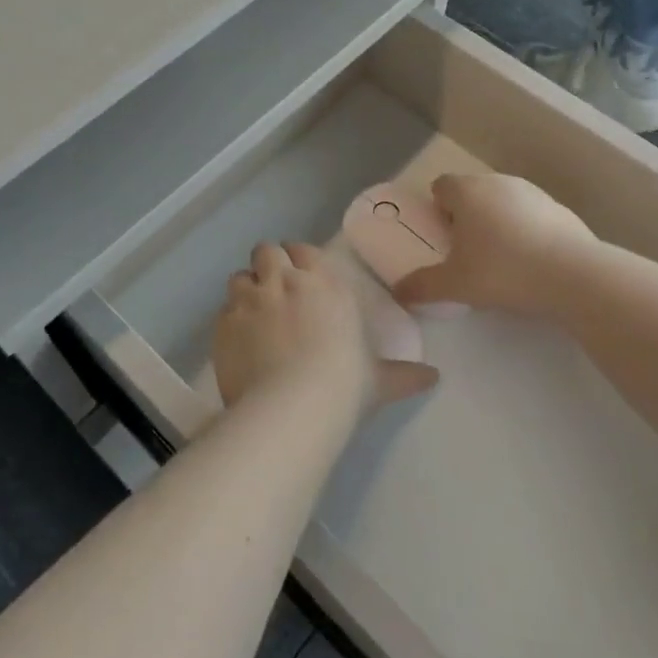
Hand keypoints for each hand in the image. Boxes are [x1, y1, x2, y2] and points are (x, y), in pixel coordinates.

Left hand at [212, 242, 437, 418]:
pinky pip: (223, 310)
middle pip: (266, 251)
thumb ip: (404, 375)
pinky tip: (239, 343)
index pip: (303, 250)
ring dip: (246, 289)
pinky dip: (230, 320)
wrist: (293, 407)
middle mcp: (284, 280)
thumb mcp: (379, 380)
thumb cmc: (344, 384)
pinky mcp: (223, 323)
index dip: (299, 260)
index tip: (301, 278)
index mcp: (324, 283)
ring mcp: (250, 299)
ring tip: (253, 315)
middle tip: (275, 293)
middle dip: (268, 266)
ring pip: (239, 276)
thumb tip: (434, 378)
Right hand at [393, 173, 595, 317]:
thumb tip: (398, 292)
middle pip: (473, 193)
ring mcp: (533, 193)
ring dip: (497, 222)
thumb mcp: (455, 285)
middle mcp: (498, 182)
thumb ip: (422, 286)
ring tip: (500, 260)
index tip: (441, 236)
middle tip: (466, 252)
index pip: (441, 186)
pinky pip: (532, 216)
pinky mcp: (560, 209)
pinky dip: (526, 231)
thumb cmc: (502, 271)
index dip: (437, 208)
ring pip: (504, 202)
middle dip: (466, 216)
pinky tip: (531, 263)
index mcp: (467, 192)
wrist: (572, 275)